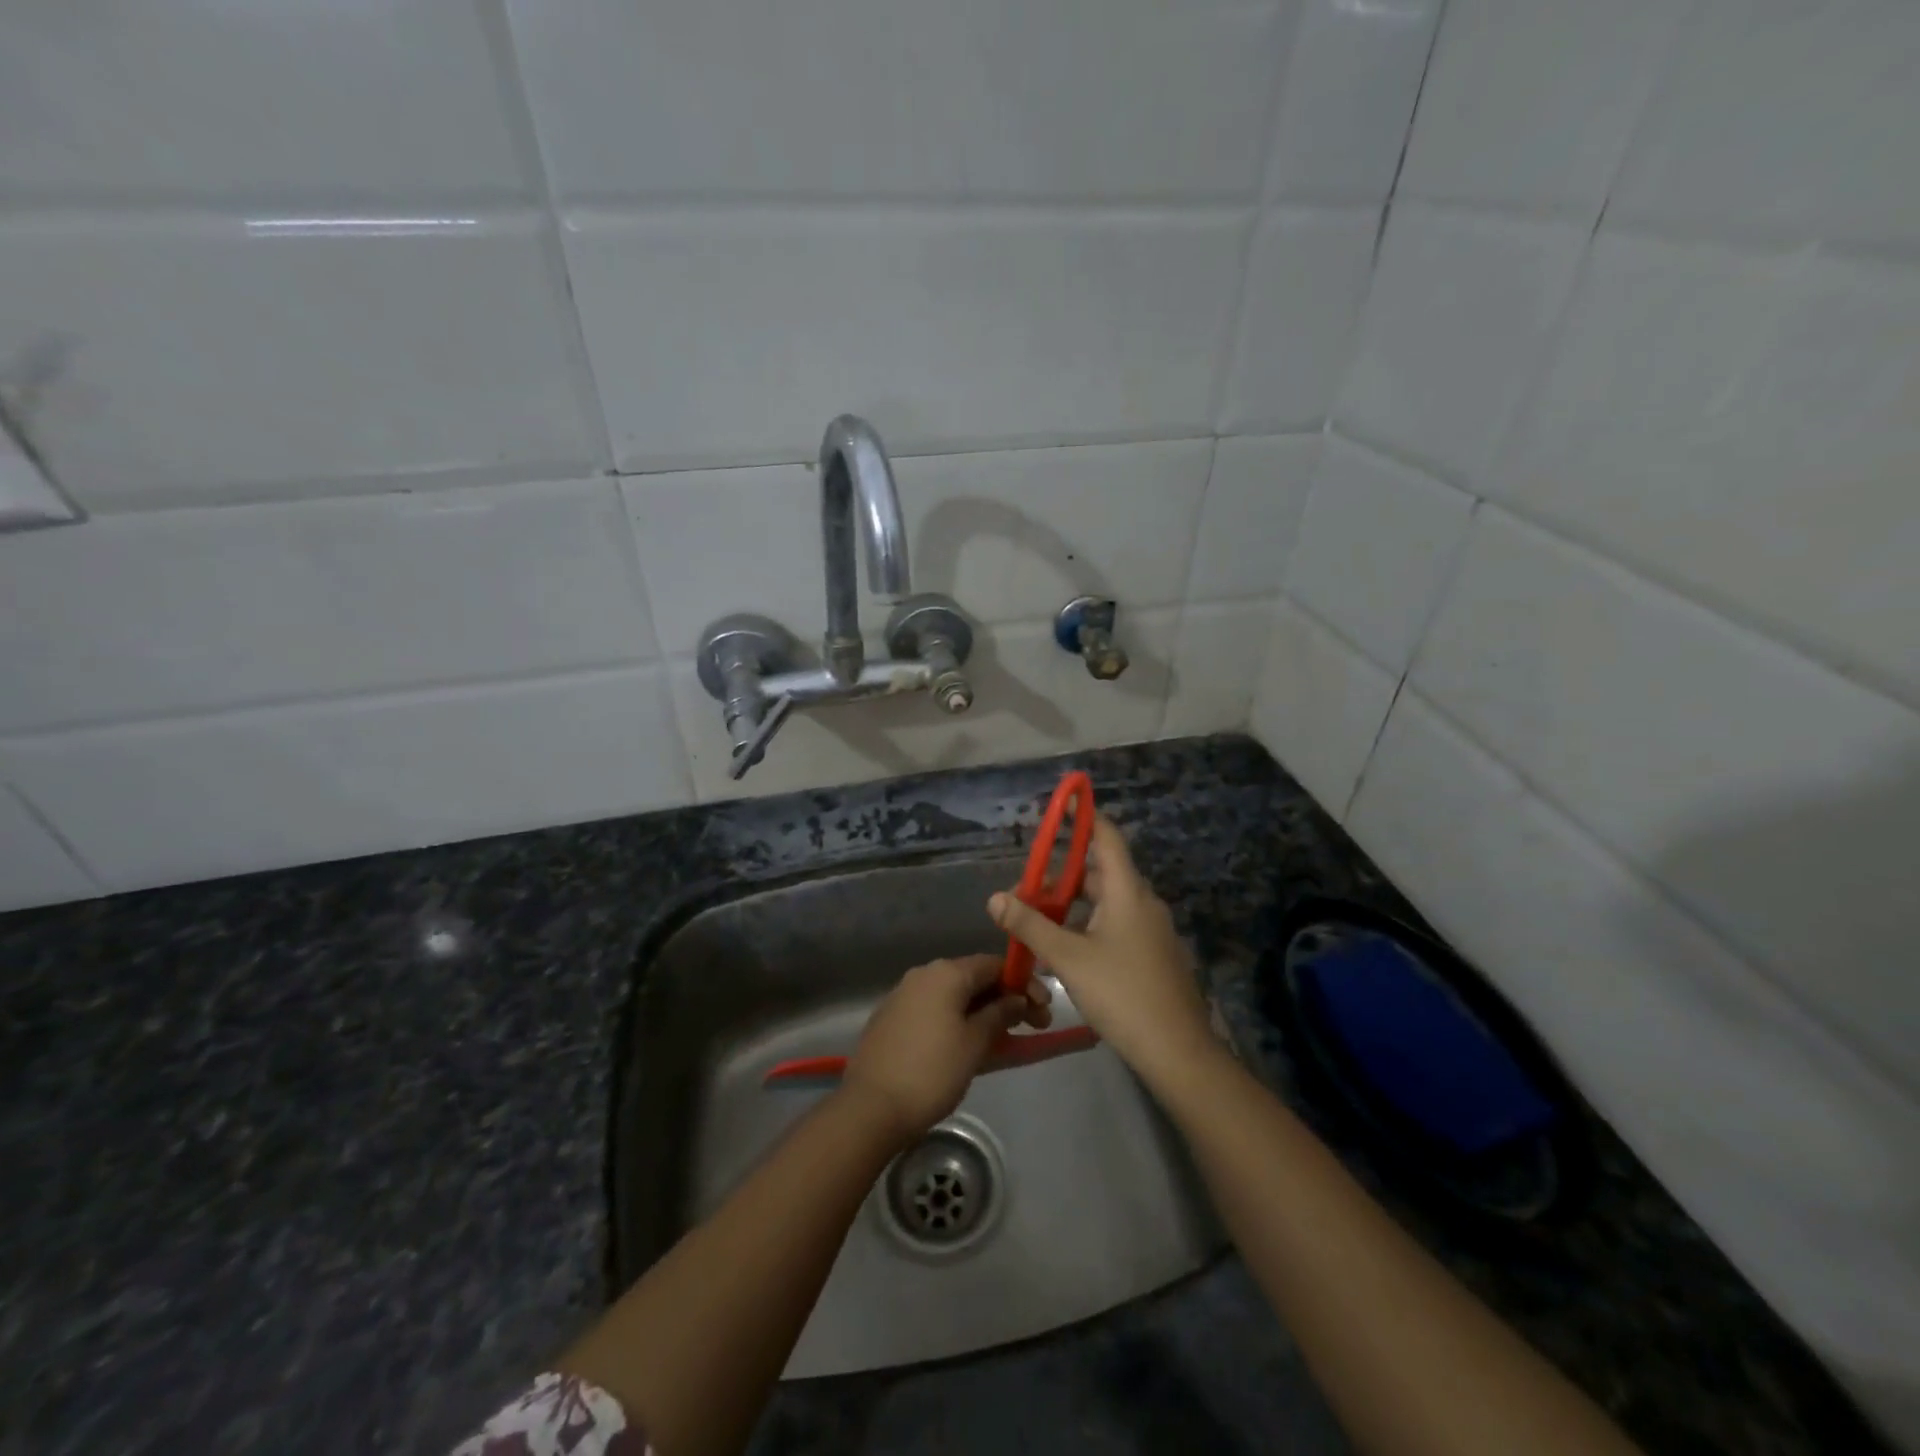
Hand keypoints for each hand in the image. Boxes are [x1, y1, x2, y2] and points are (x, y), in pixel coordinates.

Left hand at [840, 955, 1044, 1143]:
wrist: (871, 1107)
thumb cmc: (932, 1071)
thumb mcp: (975, 1043)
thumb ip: (1000, 1014)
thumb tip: (1017, 998)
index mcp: (946, 973)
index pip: (994, 965)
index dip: (1023, 983)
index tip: (1045, 1010)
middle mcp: (923, 974)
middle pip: (974, 978)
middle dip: (1006, 999)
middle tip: (1034, 1026)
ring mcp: (904, 995)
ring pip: (954, 996)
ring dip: (983, 1012)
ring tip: (1006, 1039)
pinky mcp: (892, 1018)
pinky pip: (935, 1010)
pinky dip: (958, 1020)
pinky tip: (970, 1045)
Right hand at [989, 815, 1215, 1087]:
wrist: (1177, 1050)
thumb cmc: (1121, 994)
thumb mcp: (1068, 958)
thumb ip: (1030, 925)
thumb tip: (995, 897)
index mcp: (1128, 892)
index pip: (1106, 837)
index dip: (1084, 817)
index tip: (1061, 804)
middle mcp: (1143, 902)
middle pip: (1103, 870)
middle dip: (1065, 872)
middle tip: (1030, 884)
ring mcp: (1152, 929)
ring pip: (1109, 900)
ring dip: (1075, 902)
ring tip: (1041, 918)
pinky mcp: (1154, 952)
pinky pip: (1118, 922)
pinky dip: (1091, 922)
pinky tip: (1069, 947)